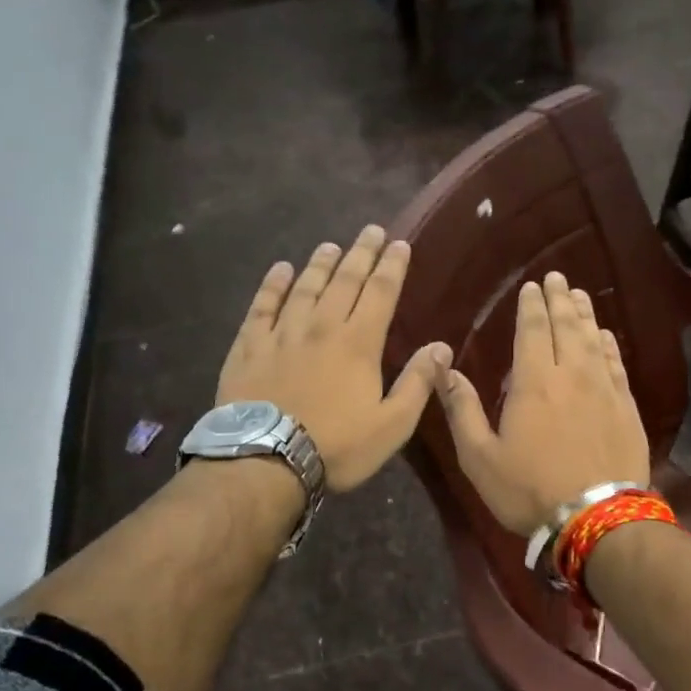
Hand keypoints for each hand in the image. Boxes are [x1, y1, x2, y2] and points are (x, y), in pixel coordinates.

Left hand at [217, 226, 450, 493]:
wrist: (264, 460)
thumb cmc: (336, 446)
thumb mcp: (391, 425)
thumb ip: (418, 383)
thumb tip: (441, 347)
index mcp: (358, 343)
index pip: (381, 293)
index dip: (392, 266)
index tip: (399, 244)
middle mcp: (321, 326)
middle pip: (344, 280)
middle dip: (360, 253)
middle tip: (370, 230)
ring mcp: (282, 333)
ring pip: (305, 287)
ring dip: (320, 264)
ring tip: (330, 245)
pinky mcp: (249, 346)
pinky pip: (262, 306)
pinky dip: (272, 285)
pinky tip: (280, 270)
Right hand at [434, 271, 650, 534]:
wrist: (597, 519)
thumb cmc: (530, 489)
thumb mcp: (480, 456)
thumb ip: (462, 409)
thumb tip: (443, 368)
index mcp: (534, 382)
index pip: (533, 330)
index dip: (532, 305)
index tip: (532, 286)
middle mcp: (571, 374)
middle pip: (566, 326)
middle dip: (559, 299)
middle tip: (557, 278)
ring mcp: (604, 389)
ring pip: (593, 339)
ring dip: (585, 314)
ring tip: (579, 295)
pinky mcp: (626, 408)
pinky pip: (616, 365)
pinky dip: (609, 345)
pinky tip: (605, 336)